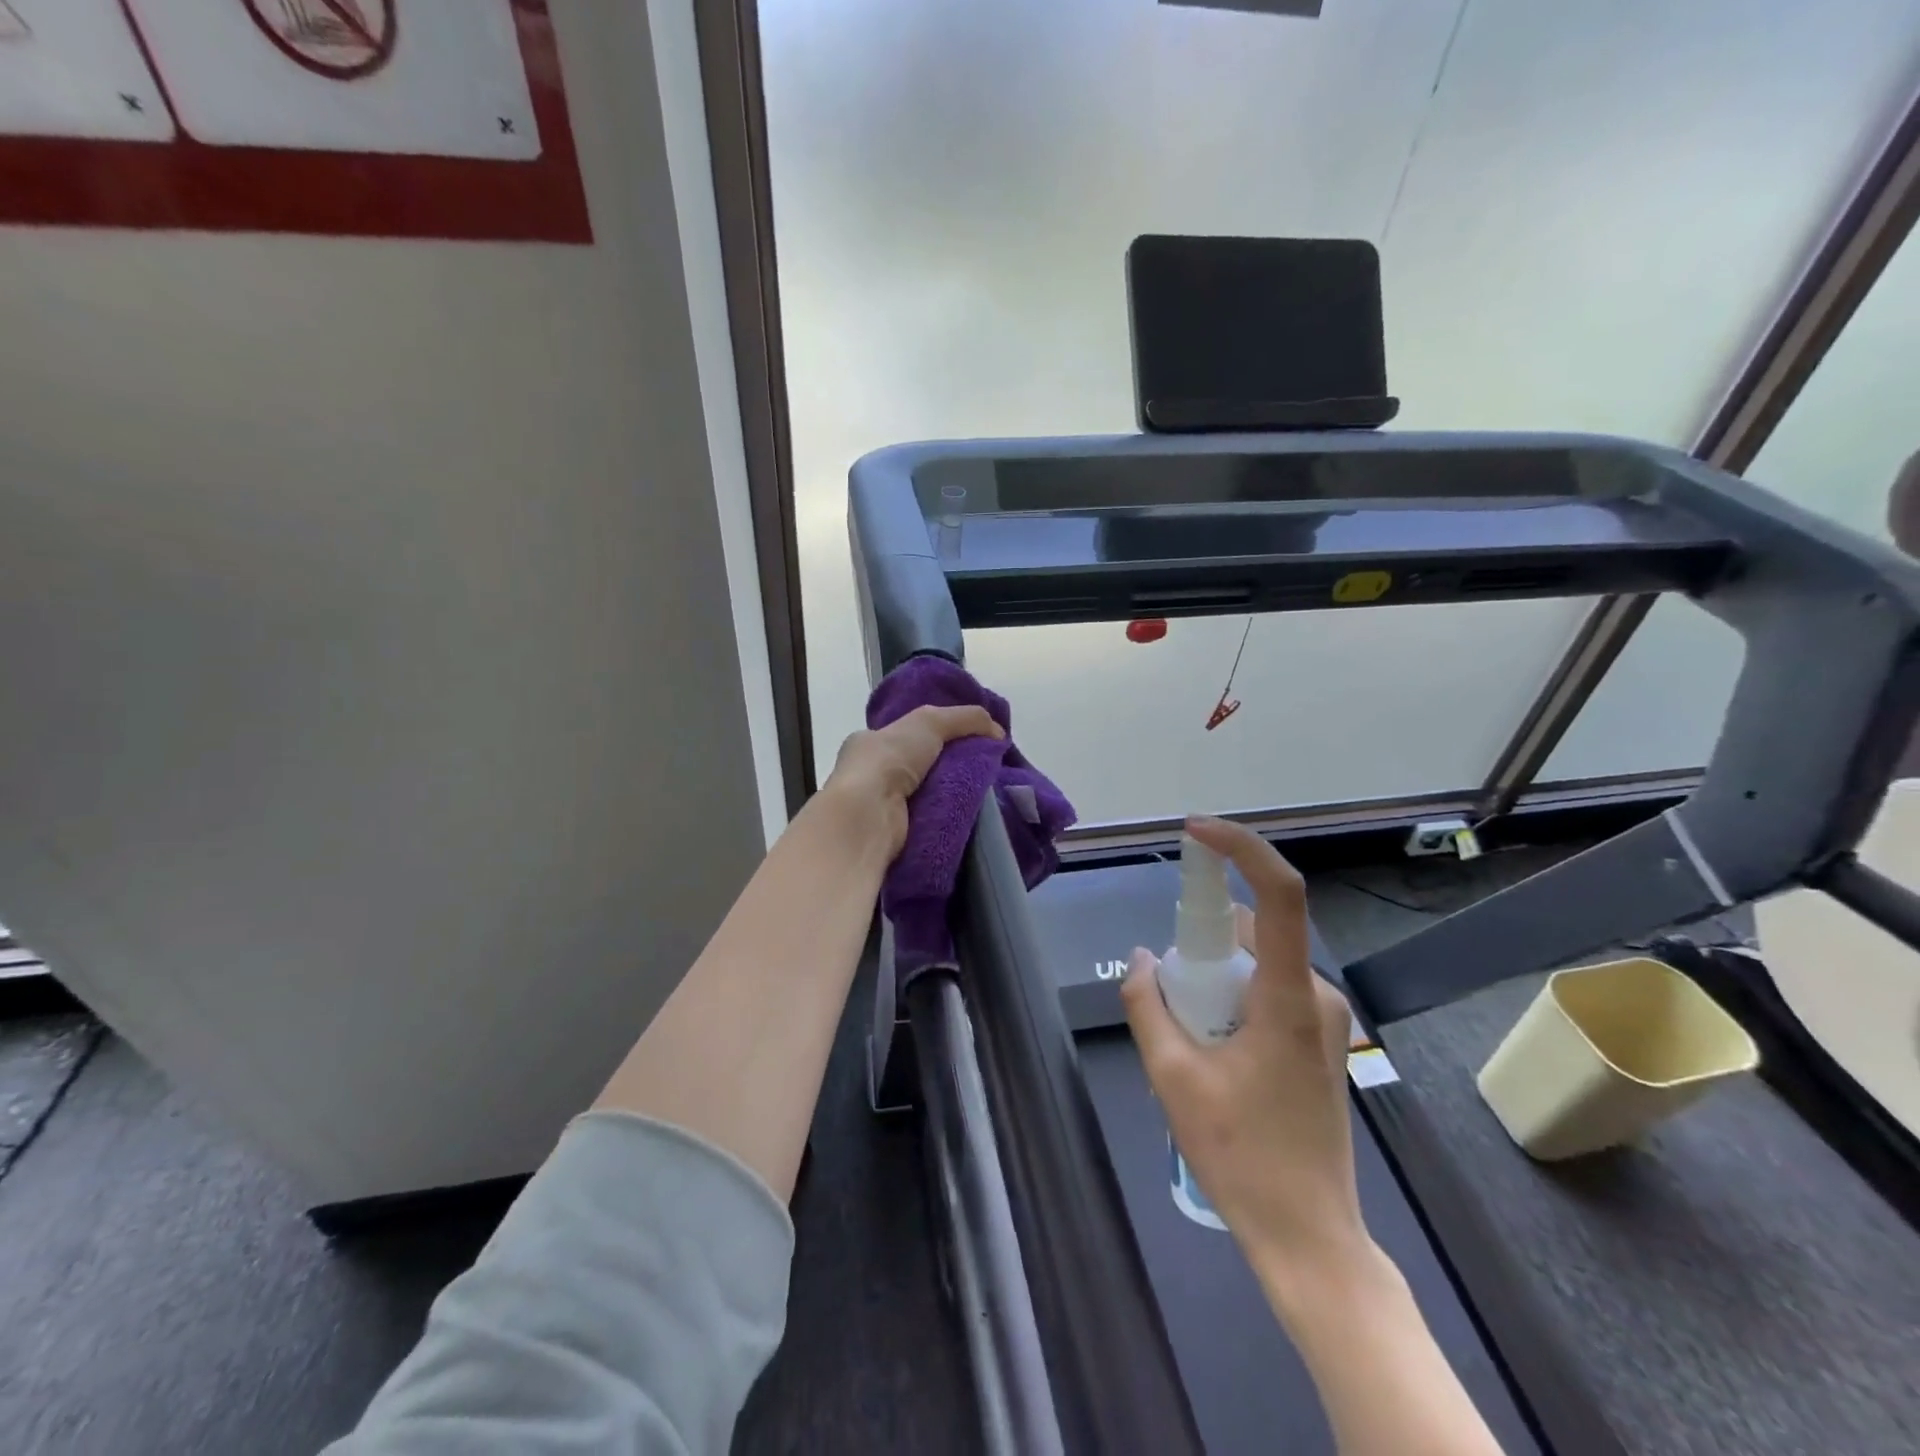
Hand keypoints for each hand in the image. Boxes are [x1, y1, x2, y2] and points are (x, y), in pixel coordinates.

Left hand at [821, 704, 1002, 858]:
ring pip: (926, 794)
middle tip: (984, 769)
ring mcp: (879, 807)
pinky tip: (970, 816)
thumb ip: (966, 718)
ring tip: (986, 794)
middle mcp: (869, 774)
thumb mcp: (930, 721)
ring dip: (951, 794)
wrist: (869, 815)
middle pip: (919, 766)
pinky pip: (928, 821)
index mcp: (868, 743)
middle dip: (949, 766)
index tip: (966, 740)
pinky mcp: (893, 835)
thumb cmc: (889, 760)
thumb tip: (998, 732)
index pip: (905, 734)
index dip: (935, 734)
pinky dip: (947, 818)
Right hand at [1120, 817, 1368, 1290]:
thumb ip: (1149, 1005)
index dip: (1241, 849)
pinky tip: (1210, 1050)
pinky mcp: (1318, 1038)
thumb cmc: (1243, 1156)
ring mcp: (1321, 1018)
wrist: (1310, 1236)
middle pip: (1253, 931)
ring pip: (1256, 962)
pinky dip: (1230, 995)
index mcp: (1287, 997)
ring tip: (1188, 1039)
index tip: (1196, 832)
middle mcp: (1314, 994)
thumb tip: (1142, 959)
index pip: (1279, 894)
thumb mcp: (1173, 1078)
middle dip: (1202, 941)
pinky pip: (1267, 988)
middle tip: (1169, 993)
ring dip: (1213, 975)